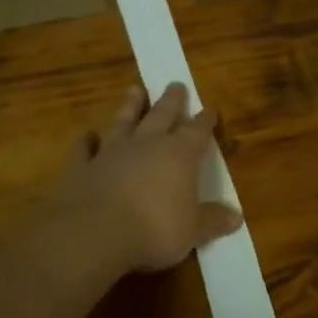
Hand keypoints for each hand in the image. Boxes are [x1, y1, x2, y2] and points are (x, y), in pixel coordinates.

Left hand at [49, 83, 242, 273]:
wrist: (93, 233)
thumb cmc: (154, 230)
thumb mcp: (192, 231)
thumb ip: (212, 220)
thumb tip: (236, 217)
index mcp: (178, 155)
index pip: (197, 131)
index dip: (205, 121)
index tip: (210, 109)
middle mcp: (146, 145)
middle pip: (161, 115)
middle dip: (171, 100)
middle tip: (176, 84)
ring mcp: (110, 153)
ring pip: (123, 122)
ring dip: (130, 106)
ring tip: (134, 89)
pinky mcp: (80, 167)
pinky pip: (84, 149)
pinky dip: (86, 141)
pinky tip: (87, 135)